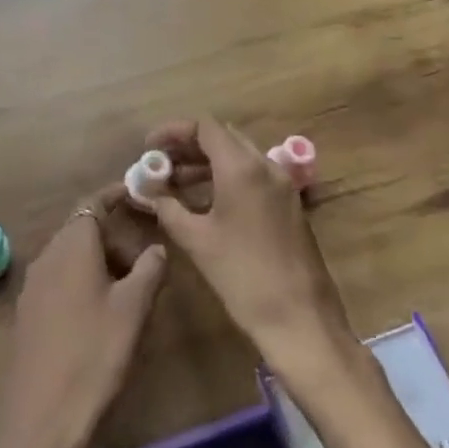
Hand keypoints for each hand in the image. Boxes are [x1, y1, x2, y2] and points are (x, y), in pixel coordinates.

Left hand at [0, 187, 167, 447]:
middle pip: (82, 228)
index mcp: (72, 246)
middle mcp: (47, 256)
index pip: (93, 203)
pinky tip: (102, 312)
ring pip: (70, 255)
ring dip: (100, 260)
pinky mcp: (28, 313)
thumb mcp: (133, 311)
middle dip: (114, 234)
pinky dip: (83, 280)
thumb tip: (157, 247)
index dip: (118, 195)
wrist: (40, 421)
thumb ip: (150, 270)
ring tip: (131, 289)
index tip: (142, 194)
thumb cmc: (94, 356)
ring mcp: (33, 286)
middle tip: (147, 257)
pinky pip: (60, 279)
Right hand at [148, 117, 355, 382]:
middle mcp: (266, 167)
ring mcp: (283, 186)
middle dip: (188, 146)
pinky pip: (254, 177)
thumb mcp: (196, 240)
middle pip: (223, 138)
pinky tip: (206, 203)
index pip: (205, 127)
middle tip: (160, 164)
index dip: (173, 132)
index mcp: (242, 168)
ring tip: (175, 184)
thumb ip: (168, 208)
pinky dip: (227, 179)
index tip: (150, 148)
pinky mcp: (290, 206)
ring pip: (240, 158)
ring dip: (207, 164)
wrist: (301, 320)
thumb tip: (147, 192)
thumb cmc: (243, 275)